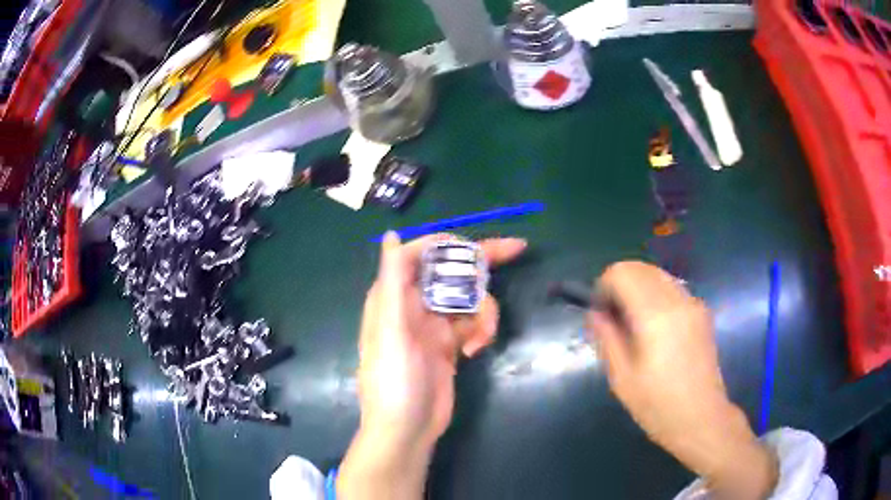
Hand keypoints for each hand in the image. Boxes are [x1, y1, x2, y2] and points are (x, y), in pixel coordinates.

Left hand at [337, 232, 525, 499]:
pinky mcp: (450, 344)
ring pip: (469, 298)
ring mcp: (434, 324)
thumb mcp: (391, 328)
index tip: (483, 241)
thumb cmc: (394, 380)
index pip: (424, 253)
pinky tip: (476, 351)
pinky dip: (482, 330)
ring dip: (484, 312)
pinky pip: (474, 322)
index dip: (453, 242)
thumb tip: (390, 235)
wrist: (407, 429)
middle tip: (518, 249)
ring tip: (480, 339)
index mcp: (395, 295)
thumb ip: (392, 280)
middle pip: (453, 270)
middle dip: (482, 264)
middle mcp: (414, 304)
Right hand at [589, 261, 777, 498]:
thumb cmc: (658, 405)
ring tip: (634, 323)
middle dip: (620, 283)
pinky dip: (655, 295)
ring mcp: (693, 303)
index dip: (604, 285)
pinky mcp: (702, 311)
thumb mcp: (621, 378)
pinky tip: (655, 328)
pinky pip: (672, 288)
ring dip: (638, 288)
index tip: (600, 311)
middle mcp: (677, 299)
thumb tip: (595, 312)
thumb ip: (606, 338)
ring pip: (657, 275)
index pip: (623, 272)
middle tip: (613, 317)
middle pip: (641, 268)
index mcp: (656, 315)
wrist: (701, 417)